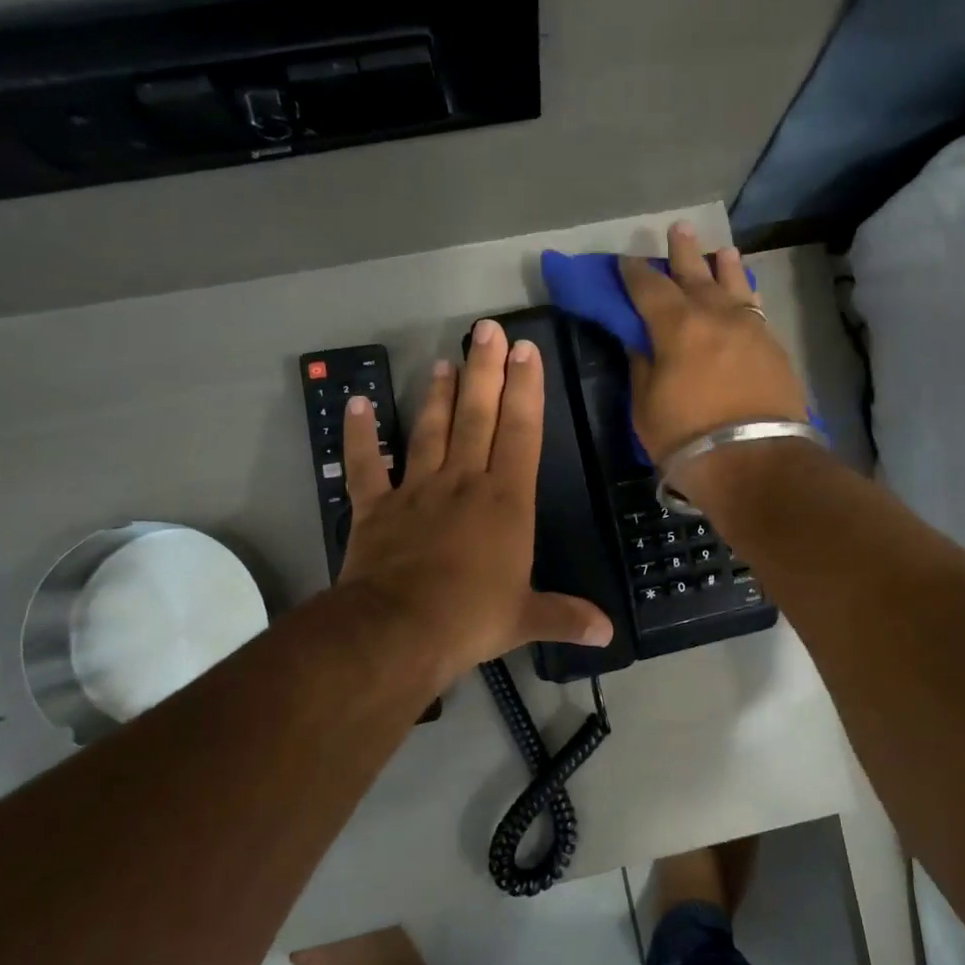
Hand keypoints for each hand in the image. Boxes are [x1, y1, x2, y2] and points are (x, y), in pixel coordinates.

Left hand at [336, 320, 613, 692]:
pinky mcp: (376, 507)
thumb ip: (566, 616)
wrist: (398, 630)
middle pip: (476, 416)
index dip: (525, 390)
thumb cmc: (471, 617)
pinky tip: (356, 403)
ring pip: (429, 431)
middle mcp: (463, 483)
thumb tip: (608, 633)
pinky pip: (365, 464)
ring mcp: (416, 490)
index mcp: (505, 501)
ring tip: (443, 362)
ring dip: (437, 395)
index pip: (521, 433)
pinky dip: (359, 434)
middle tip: (486, 330)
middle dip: (484, 371)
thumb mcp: (526, 618)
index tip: (525, 351)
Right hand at [619, 223, 808, 493]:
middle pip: (696, 274)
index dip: (635, 272)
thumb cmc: (688, 438)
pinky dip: (746, 295)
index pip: (649, 287)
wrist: (756, 462)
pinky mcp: (774, 347)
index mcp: (676, 326)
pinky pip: (756, 308)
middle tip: (678, 230)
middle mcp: (715, 315)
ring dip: (723, 266)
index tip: (627, 260)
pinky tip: (746, 292)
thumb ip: (643, 366)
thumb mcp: (646, 407)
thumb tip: (640, 341)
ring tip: (721, 251)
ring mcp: (750, 329)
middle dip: (683, 252)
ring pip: (734, 286)